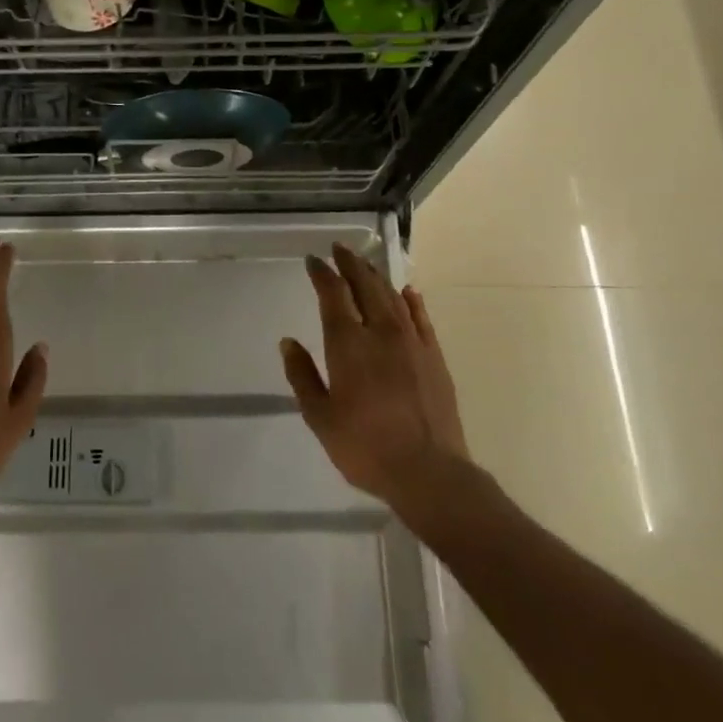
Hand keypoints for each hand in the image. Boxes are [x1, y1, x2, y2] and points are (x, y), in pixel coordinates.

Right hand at [280, 243, 471, 510]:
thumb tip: (288, 342)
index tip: (313, 260)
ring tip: (365, 264)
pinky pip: (421, 318)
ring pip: (392, 297)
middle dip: (350, 264)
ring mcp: (412, 343)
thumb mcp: (320, 417)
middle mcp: (381, 333)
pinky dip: (411, 301)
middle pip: (365, 286)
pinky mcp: (434, 357)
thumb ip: (302, 376)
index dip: (322, 274)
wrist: (429, 472)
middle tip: (339, 249)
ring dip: (376, 276)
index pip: (333, 295)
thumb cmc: (365, 448)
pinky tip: (407, 292)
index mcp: (349, 345)